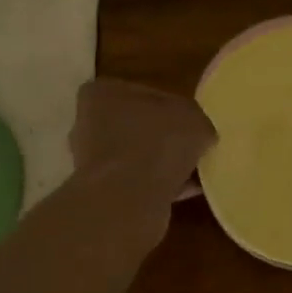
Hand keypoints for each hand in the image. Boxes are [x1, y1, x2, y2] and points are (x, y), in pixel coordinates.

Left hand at [70, 79, 215, 204]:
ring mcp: (94, 160)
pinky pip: (140, 183)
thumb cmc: (156, 144)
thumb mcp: (193, 119)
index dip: (174, 108)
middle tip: (196, 148)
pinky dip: (161, 185)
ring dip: (165, 164)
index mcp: (103, 93)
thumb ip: (197, 120)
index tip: (194, 124)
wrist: (127, 200)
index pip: (146, 94)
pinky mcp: (103, 191)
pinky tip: (188, 191)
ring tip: (196, 172)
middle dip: (166, 138)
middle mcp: (91, 123)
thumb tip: (200, 133)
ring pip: (140, 157)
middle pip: (140, 127)